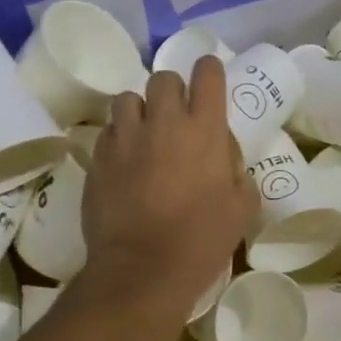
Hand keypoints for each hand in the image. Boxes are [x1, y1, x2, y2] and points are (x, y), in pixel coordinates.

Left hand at [79, 57, 256, 312]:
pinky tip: (125, 161)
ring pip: (129, 99)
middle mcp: (163, 122)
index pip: (207, 74)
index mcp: (205, 129)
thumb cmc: (201, 240)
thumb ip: (238, 172)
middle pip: (164, 78)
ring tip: (145, 134)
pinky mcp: (98, 158)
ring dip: (141, 110)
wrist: (142, 269)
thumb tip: (225, 157)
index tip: (210, 80)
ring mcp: (125, 138)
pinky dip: (119, 138)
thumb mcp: (242, 208)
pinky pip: (108, 131)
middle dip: (173, 90)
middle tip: (177, 116)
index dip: (209, 71)